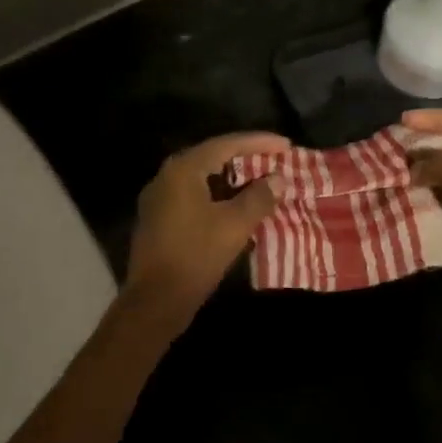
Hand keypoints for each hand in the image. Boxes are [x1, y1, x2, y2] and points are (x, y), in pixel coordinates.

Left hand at [123, 132, 287, 317]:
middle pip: (211, 157)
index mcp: (182, 170)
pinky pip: (193, 196)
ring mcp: (158, 198)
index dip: (258, 142)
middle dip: (245, 158)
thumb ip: (258, 197)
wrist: (155, 300)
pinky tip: (235, 206)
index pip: (225, 145)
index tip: (286, 145)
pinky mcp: (158, 218)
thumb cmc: (196, 256)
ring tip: (260, 182)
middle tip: (275, 160)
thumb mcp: (234, 226)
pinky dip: (217, 195)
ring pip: (201, 178)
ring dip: (231, 179)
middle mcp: (166, 176)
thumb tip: (278, 178)